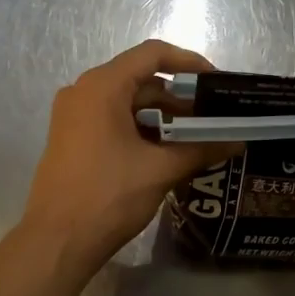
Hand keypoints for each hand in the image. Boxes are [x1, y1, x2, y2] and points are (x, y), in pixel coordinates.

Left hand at [14, 40, 232, 278]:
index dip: (189, 62)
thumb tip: (238, 142)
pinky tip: (166, 152)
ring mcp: (73, 116)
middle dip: (178, 97)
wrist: (56, 241)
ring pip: (127, 103)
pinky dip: (141, 129)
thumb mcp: (160, 170)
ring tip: (195, 138)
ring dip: (162, 116)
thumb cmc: (108, 196)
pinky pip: (112, 120)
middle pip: (140, 79)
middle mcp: (83, 92)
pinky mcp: (71, 138)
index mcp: (102, 87)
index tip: (216, 82)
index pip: (152, 54)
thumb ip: (201, 149)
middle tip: (212, 118)